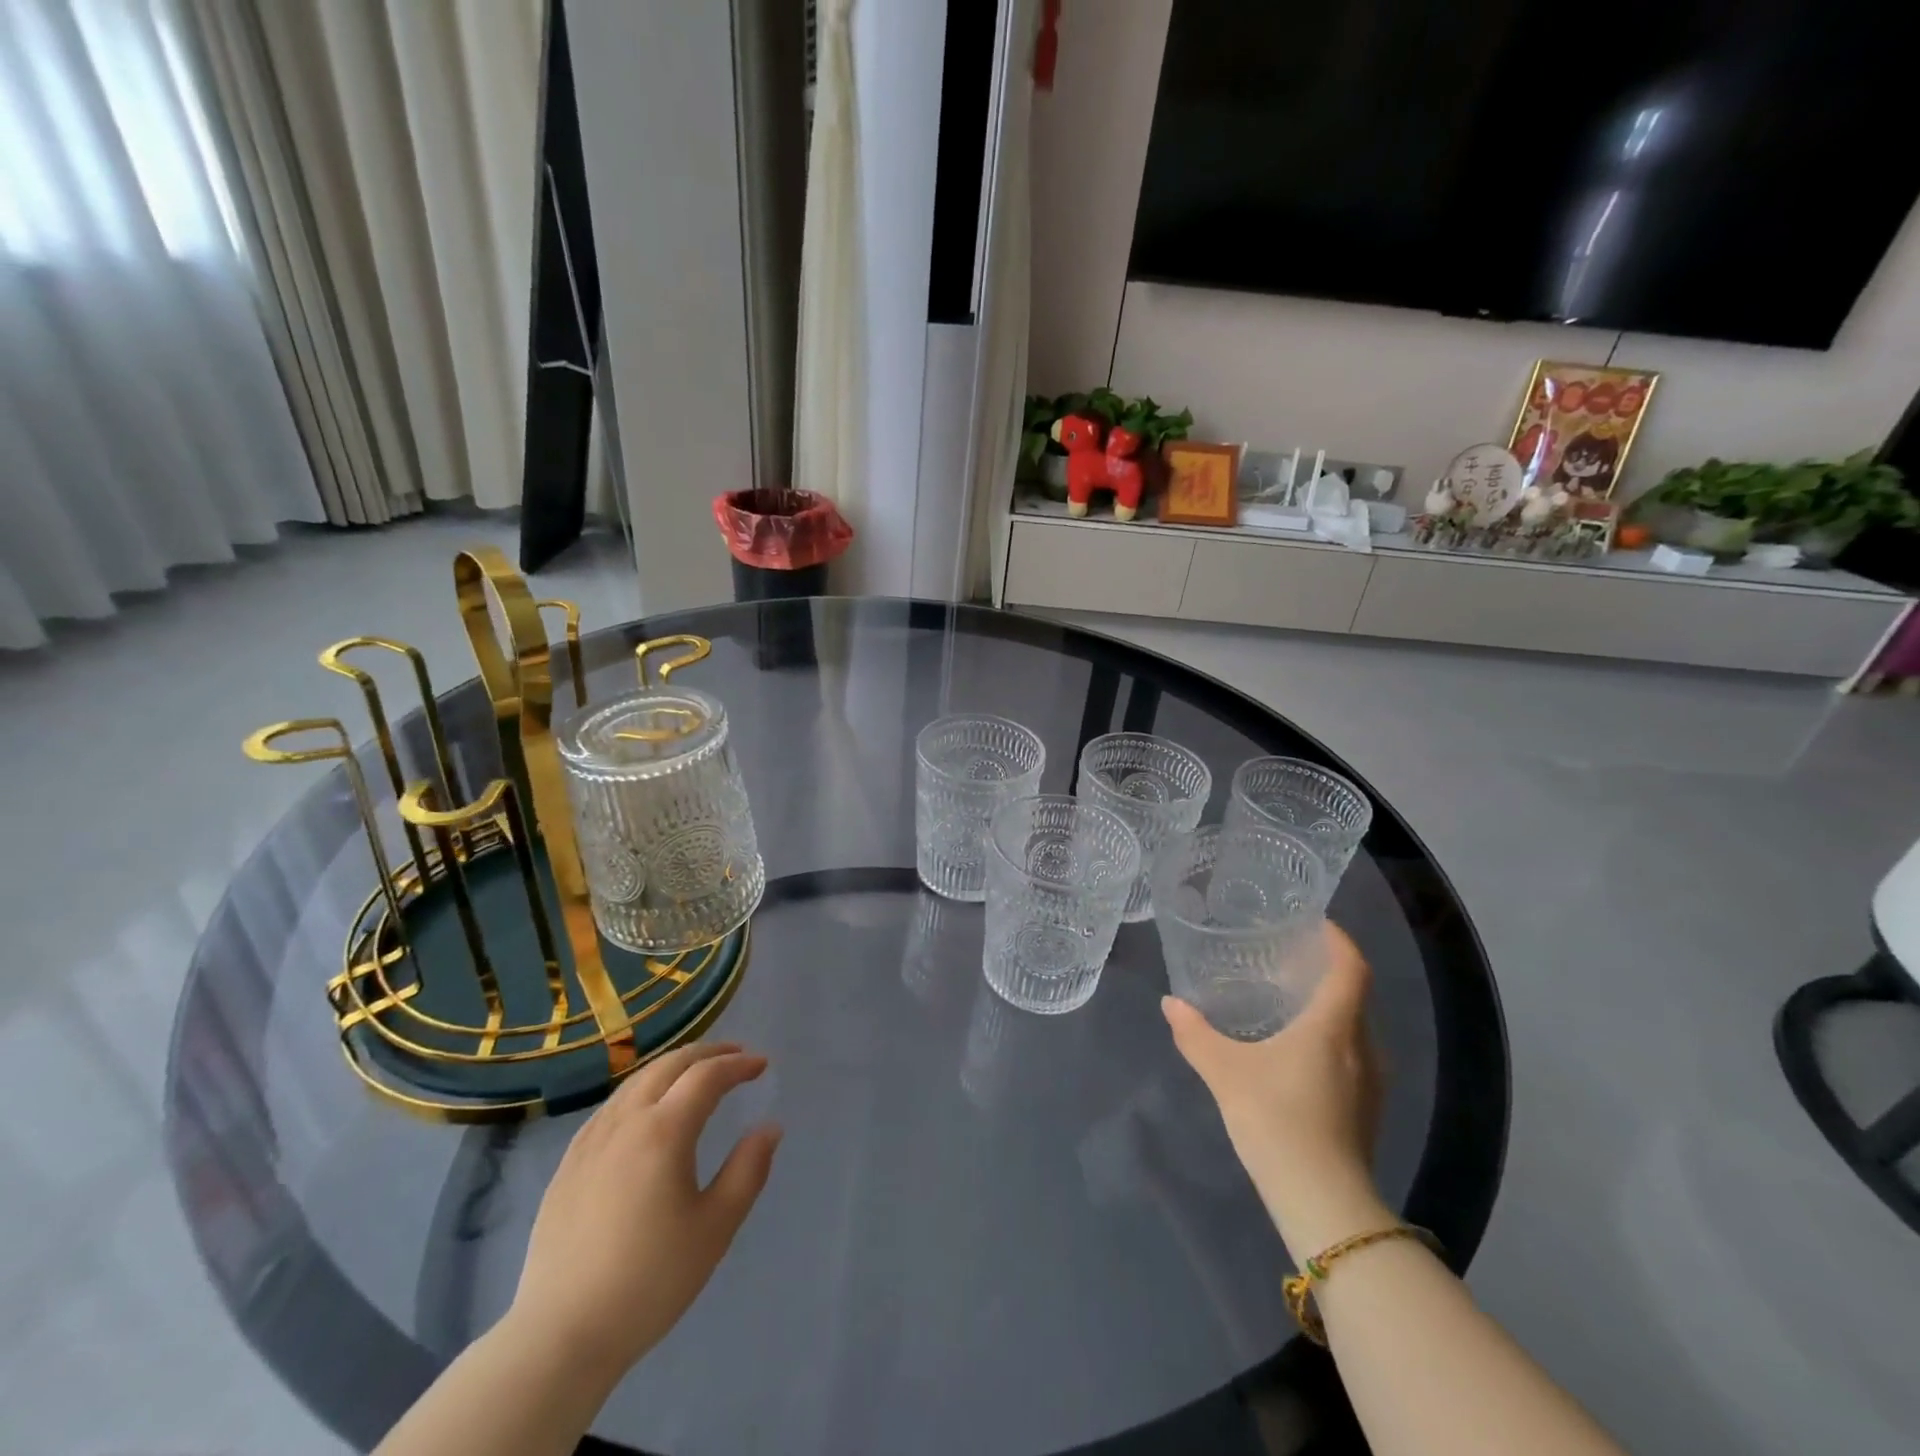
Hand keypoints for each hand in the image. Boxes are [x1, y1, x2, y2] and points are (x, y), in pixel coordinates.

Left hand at [505, 1042, 781, 1385]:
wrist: (560, 1335)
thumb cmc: (650, 1281)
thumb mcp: (715, 1228)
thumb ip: (748, 1170)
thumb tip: (769, 1127)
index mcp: (664, 1131)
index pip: (707, 1076)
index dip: (738, 1065)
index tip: (763, 1065)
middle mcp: (625, 1121)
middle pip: (669, 1065)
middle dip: (707, 1053)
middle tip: (736, 1055)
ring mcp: (591, 1140)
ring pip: (636, 1081)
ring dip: (673, 1066)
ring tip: (696, 1074)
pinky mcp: (569, 1163)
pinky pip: (612, 1105)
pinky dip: (642, 1089)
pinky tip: (646, 1108)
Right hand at [1163, 921, 1388, 1257]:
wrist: (1323, 1202)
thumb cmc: (1277, 1119)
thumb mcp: (1224, 1072)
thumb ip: (1195, 1034)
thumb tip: (1171, 1004)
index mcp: (1334, 1026)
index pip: (1351, 968)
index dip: (1339, 940)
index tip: (1317, 923)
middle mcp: (1362, 1047)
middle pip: (1355, 996)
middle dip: (1328, 972)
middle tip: (1290, 959)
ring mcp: (1372, 1083)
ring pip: (1356, 1029)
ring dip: (1330, 1008)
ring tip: (1290, 1002)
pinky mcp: (1367, 1110)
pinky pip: (1354, 1056)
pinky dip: (1331, 1039)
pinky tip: (1299, 1053)